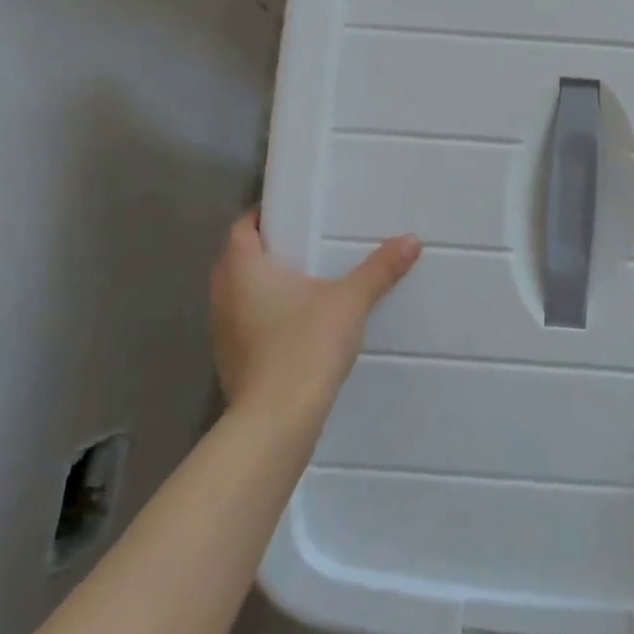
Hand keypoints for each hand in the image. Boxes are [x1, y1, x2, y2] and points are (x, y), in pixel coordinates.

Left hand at [207, 211, 420, 430]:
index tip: (291, 213)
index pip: (240, 228)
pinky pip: (245, 323)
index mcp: (243, 269)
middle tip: (304, 244)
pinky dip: (263, 316)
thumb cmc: (305, 345)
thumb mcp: (350, 302)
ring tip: (303, 283)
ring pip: (238, 294)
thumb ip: (379, 269)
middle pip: (237, 259)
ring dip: (262, 285)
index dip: (261, 217)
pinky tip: (296, 325)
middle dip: (266, 249)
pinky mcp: (231, 361)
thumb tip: (411, 240)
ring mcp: (222, 331)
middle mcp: (223, 295)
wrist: (276, 420)